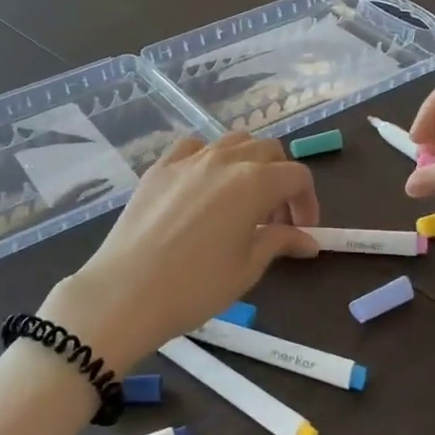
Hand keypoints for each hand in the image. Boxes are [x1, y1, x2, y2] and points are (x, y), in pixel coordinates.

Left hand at [43, 133, 319, 370]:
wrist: (126, 292)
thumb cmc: (195, 286)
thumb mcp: (247, 268)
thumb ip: (279, 242)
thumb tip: (307, 240)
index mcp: (254, 182)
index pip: (297, 176)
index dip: (307, 202)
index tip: (303, 231)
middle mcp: (224, 160)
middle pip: (267, 151)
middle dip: (281, 179)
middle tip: (275, 218)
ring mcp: (187, 159)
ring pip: (232, 142)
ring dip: (248, 164)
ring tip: (242, 200)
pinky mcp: (159, 167)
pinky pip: (192, 147)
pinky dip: (209, 159)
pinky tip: (203, 187)